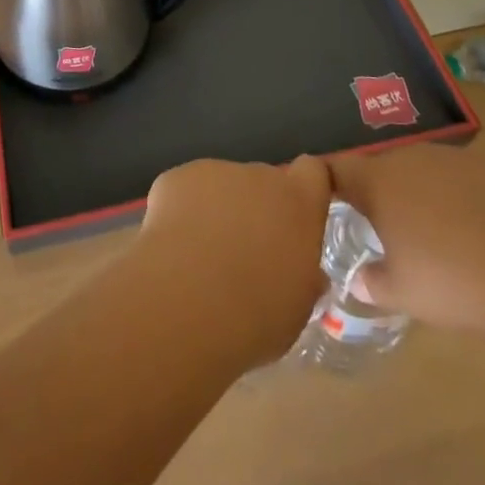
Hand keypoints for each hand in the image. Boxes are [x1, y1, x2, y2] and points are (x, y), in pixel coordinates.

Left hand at [136, 156, 332, 363]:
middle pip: (262, 182)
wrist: (189, 300)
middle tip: (242, 254)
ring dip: (216, 212)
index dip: (303, 189)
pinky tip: (172, 250)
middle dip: (255, 210)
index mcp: (297, 203)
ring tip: (200, 259)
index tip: (295, 216)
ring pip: (220, 187)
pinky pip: (184, 191)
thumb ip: (302, 277)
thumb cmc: (257, 313)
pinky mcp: (176, 177)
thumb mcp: (296, 306)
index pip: (312, 171)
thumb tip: (304, 273)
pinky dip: (180, 213)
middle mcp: (259, 176)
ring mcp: (215, 171)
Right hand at [329, 144, 484, 333]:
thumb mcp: (404, 293)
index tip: (318, 200)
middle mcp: (407, 158)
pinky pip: (455, 181)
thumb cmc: (455, 278)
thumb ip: (374, 284)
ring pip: (418, 173)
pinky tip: (469, 234)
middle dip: (373, 194)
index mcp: (377, 181)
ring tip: (424, 234)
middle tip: (374, 227)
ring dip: (414, 196)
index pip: (334, 169)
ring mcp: (451, 159)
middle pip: (378, 169)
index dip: (323, 182)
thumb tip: (359, 280)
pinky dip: (452, 201)